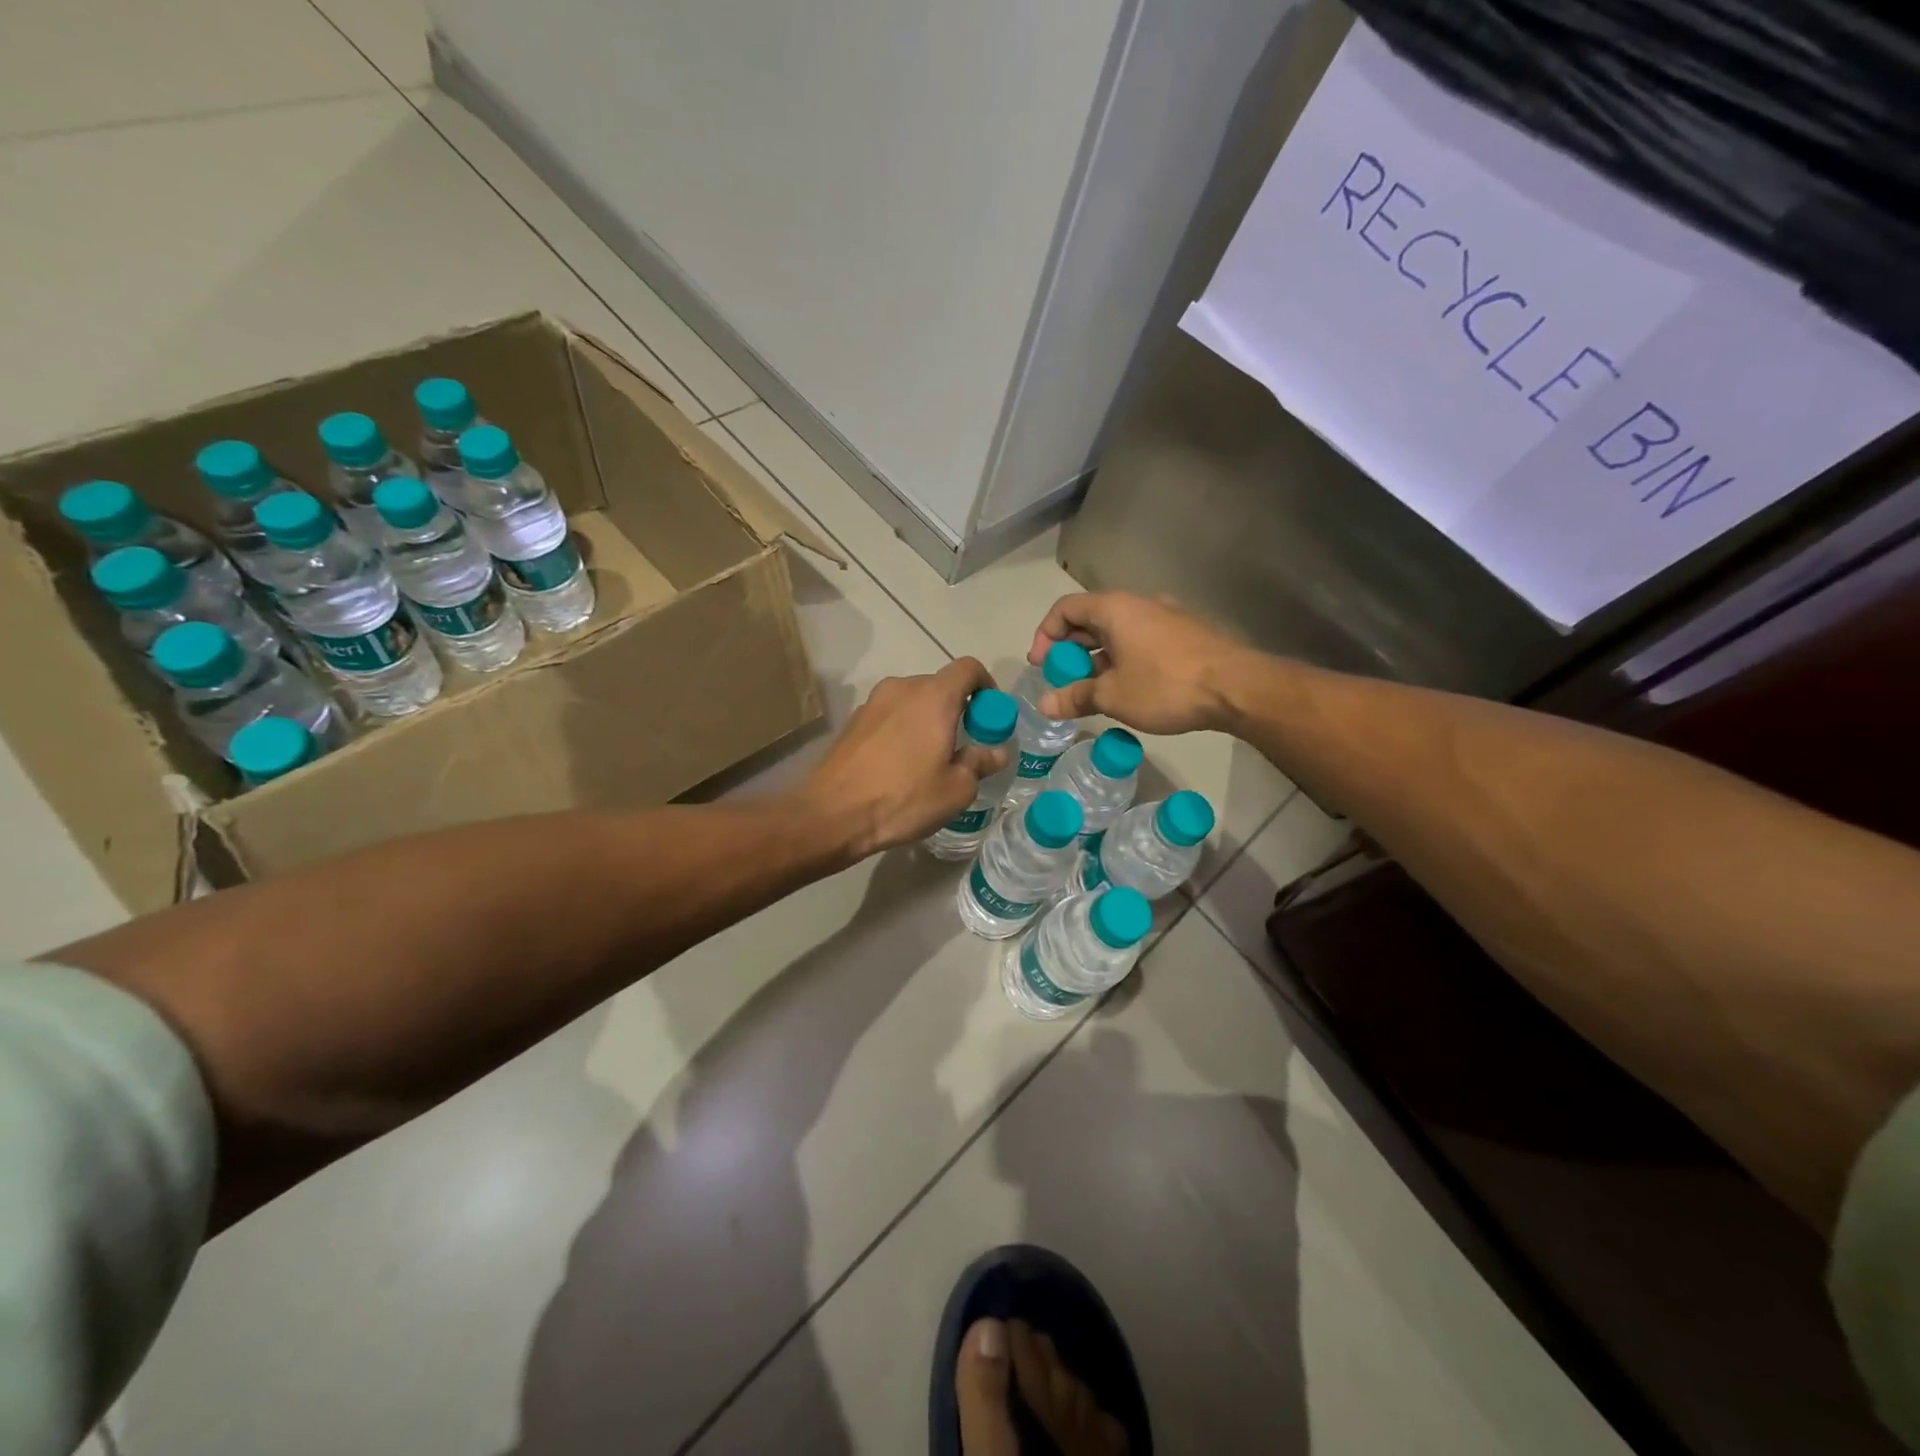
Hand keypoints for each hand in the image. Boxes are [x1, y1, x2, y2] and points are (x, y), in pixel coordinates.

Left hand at [803, 658, 1009, 858]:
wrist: (832, 814)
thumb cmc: (903, 798)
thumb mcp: (956, 789)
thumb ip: (980, 763)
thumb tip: (995, 751)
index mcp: (934, 696)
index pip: (969, 668)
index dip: (986, 686)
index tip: (989, 717)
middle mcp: (902, 688)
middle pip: (940, 686)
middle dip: (957, 710)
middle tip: (963, 747)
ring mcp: (872, 703)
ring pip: (912, 702)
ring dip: (928, 721)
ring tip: (929, 760)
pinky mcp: (853, 721)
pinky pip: (890, 716)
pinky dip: (902, 730)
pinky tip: (898, 766)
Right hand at [1027, 591, 1255, 735]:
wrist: (1236, 688)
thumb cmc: (1165, 686)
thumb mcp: (1112, 696)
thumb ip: (1075, 697)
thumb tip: (1044, 705)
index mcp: (1114, 609)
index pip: (1065, 609)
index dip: (1045, 635)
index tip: (1041, 666)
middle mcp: (1139, 604)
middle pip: (1090, 618)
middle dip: (1070, 649)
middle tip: (1063, 680)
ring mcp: (1165, 617)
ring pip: (1117, 632)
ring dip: (1096, 657)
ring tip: (1092, 690)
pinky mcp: (1184, 635)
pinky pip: (1140, 640)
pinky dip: (1122, 659)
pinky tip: (1127, 689)